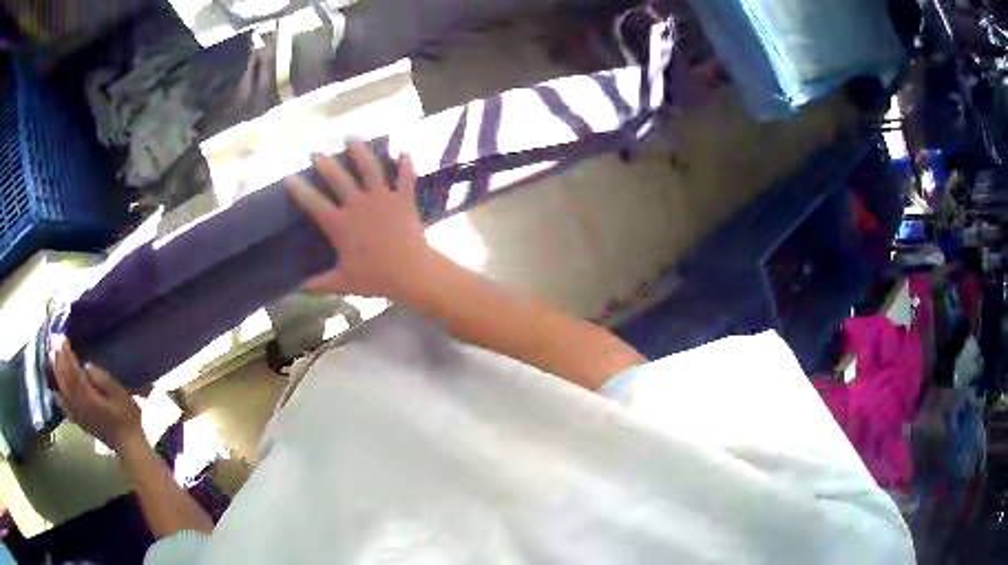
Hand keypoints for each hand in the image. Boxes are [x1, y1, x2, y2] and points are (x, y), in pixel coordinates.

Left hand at [52, 339, 142, 452]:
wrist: (129, 446)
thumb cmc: (127, 417)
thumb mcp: (122, 396)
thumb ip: (104, 380)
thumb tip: (88, 365)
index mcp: (88, 397)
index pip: (73, 371)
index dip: (66, 353)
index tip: (62, 337)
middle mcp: (79, 405)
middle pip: (64, 378)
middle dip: (58, 358)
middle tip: (54, 340)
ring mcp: (78, 415)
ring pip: (62, 390)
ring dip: (56, 372)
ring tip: (52, 356)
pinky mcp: (80, 422)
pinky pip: (65, 408)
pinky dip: (58, 398)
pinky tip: (55, 391)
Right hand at [287, 142, 436, 300]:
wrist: (411, 272)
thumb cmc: (375, 277)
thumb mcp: (343, 282)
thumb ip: (319, 283)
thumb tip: (298, 288)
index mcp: (340, 224)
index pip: (314, 203)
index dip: (300, 190)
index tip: (290, 178)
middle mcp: (358, 204)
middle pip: (338, 178)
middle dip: (326, 164)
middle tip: (317, 153)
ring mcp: (382, 198)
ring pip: (370, 169)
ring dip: (361, 152)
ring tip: (352, 139)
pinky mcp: (403, 199)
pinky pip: (405, 177)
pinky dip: (406, 164)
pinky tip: (405, 151)